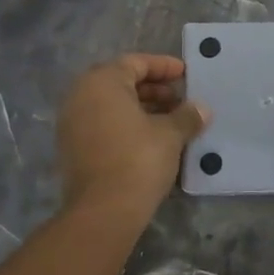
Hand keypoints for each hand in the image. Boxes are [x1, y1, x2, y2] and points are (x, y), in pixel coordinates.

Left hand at [57, 54, 210, 219]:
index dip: (163, 67)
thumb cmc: (138, 159)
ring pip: (111, 106)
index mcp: (101, 82)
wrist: (102, 211)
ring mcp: (72, 123)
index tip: (185, 74)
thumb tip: (201, 109)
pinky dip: (126, 126)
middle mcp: (80, 96)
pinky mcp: (72, 148)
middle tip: (180, 101)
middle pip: (121, 82)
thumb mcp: (170, 134)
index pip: (136, 63)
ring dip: (142, 109)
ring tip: (171, 122)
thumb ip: (186, 116)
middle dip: (153, 90)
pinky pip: (102, 125)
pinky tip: (151, 140)